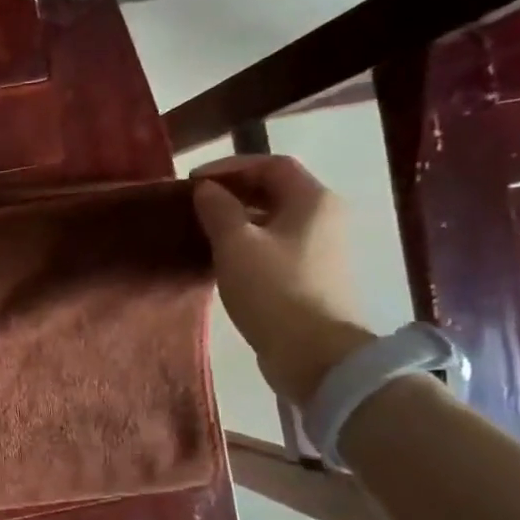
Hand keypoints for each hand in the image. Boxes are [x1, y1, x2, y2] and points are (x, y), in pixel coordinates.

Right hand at [189, 155, 373, 405]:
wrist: (315, 354)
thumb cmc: (274, 290)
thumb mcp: (236, 245)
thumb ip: (218, 210)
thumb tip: (206, 190)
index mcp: (313, 199)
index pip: (271, 164)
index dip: (230, 167)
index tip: (194, 181)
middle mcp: (325, 216)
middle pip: (277, 190)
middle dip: (235, 191)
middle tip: (196, 204)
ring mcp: (322, 248)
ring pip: (276, 219)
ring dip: (240, 218)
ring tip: (204, 230)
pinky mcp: (313, 275)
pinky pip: (277, 244)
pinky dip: (250, 242)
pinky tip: (224, 258)